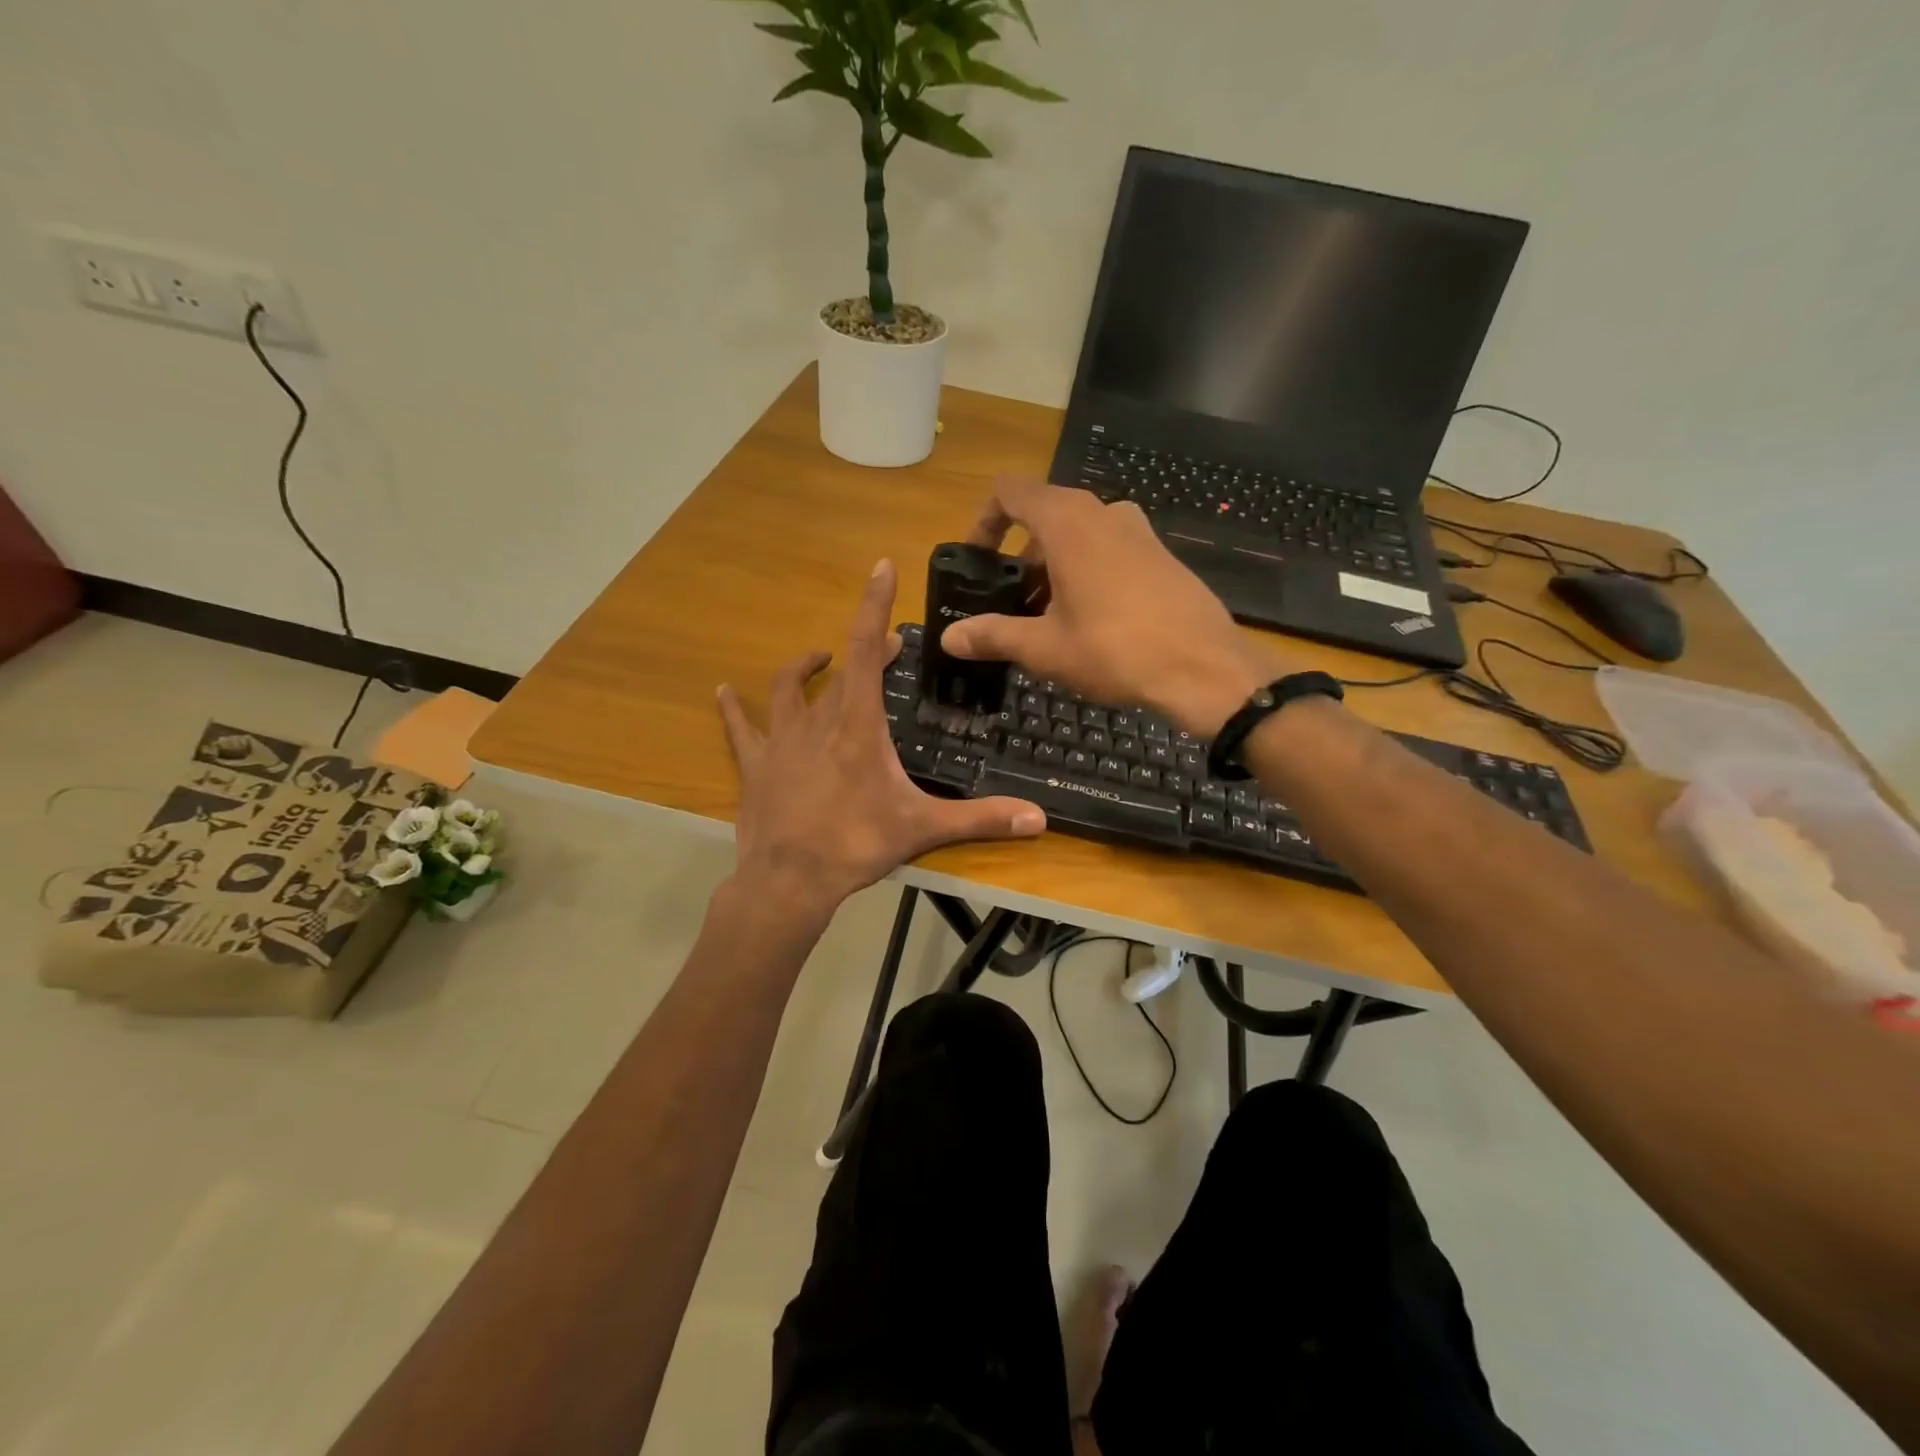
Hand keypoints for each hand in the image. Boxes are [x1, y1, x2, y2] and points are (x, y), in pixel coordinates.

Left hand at [717, 560, 1046, 918]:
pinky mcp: (755, 765)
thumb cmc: (857, 845)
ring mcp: (781, 741)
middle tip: (888, 647)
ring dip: (805, 669)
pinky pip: (740, 728)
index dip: (874, 606)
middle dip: (867, 650)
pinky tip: (724, 692)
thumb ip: (981, 819)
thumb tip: (1040, 820)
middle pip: (842, 670)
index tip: (881, 567)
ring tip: (819, 658)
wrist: (790, 880)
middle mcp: (818, 721)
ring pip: (789, 690)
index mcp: (859, 725)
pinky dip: (733, 708)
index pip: (868, 651)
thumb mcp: (923, 829)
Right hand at [941, 479, 1287, 737]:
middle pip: (1045, 516)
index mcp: (1067, 522)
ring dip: (1054, 567)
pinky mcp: (1162, 555)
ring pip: (1080, 535)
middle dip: (1020, 557)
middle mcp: (1103, 512)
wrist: (1203, 667)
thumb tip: (949, 638)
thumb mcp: (1044, 648)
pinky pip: (1111, 550)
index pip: (1010, 492)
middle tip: (1012, 603)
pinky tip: (1092, 622)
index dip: (984, 520)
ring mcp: (1139, 531)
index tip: (976, 560)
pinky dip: (1088, 572)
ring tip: (1048, 618)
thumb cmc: (1114, 650)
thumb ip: (993, 636)